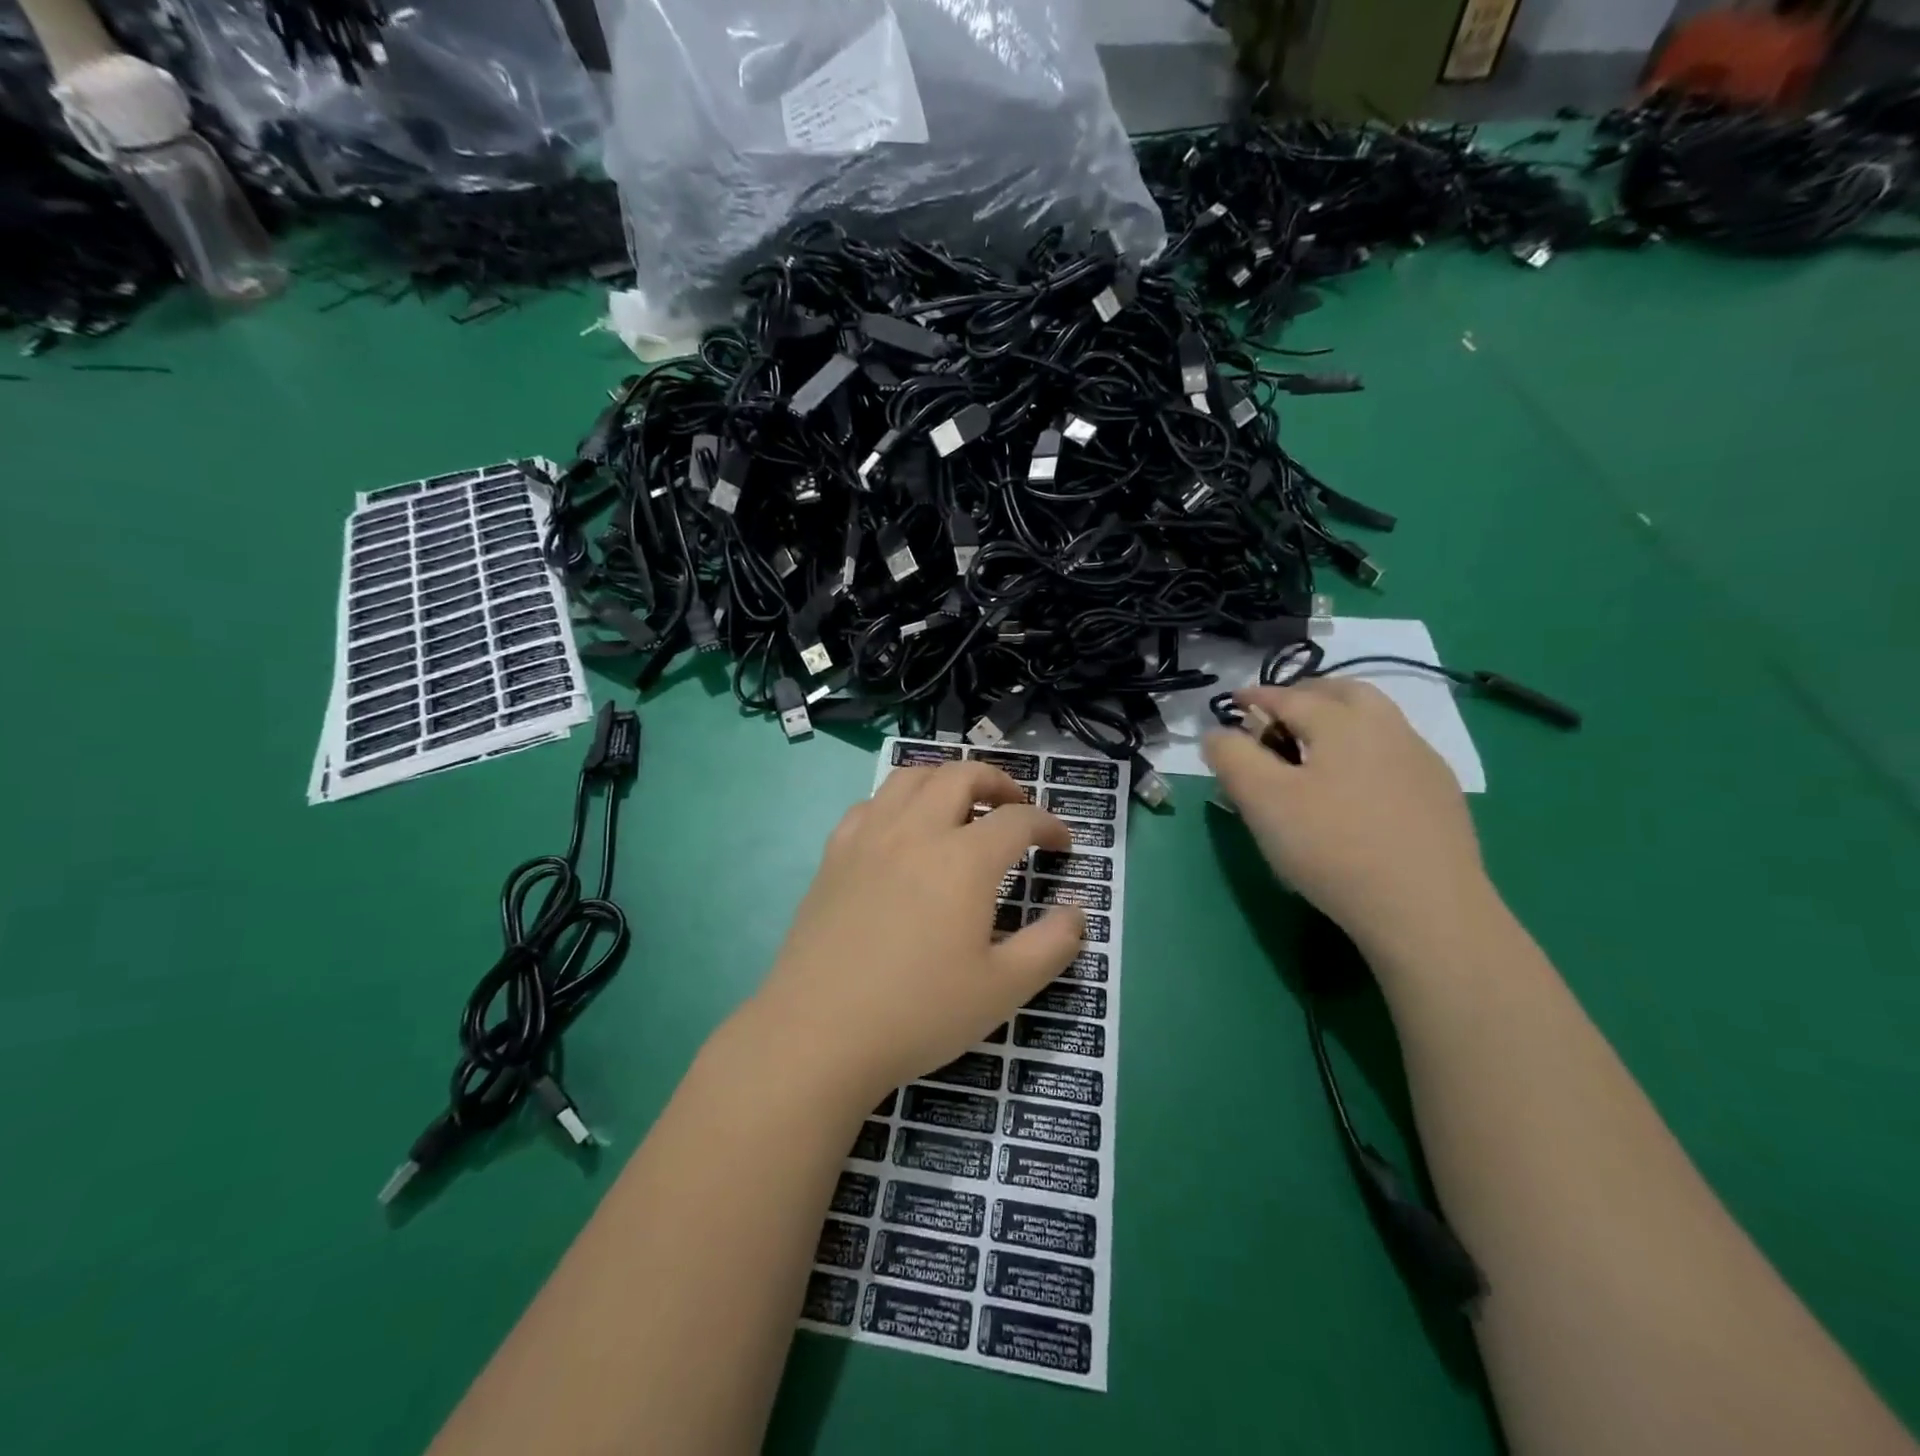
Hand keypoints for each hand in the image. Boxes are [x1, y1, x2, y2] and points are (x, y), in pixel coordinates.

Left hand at [742, 760, 1085, 1107]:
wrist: (819, 1034)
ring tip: (961, 808)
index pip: (1018, 820)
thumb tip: (1076, 912)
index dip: (1049, 826)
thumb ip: (1052, 945)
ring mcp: (869, 837)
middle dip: (999, 782)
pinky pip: (870, 804)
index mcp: (963, 860)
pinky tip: (902, 832)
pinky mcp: (834, 854)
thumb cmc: (919, 1013)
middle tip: (1015, 809)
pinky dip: (898, 802)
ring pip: (912, 778)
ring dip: (946, 780)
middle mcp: (916, 831)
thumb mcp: (1004, 990)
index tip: (1062, 846)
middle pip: (962, 776)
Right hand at [1203, 680, 1496, 960]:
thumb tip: (1217, 733)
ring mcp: (1421, 760)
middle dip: (1306, 695)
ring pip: (1375, 719)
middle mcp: (1387, 727)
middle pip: (1343, 692)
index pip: (1288, 696)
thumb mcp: (1262, 800)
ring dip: (1340, 718)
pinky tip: (1356, 785)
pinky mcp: (1441, 795)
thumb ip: (1232, 757)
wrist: (1427, 909)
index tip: (1232, 702)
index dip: (1254, 697)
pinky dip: (1365, 750)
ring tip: (1315, 746)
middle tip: (1279, 715)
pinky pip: (1395, 752)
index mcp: (1342, 721)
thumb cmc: (1332, 846)